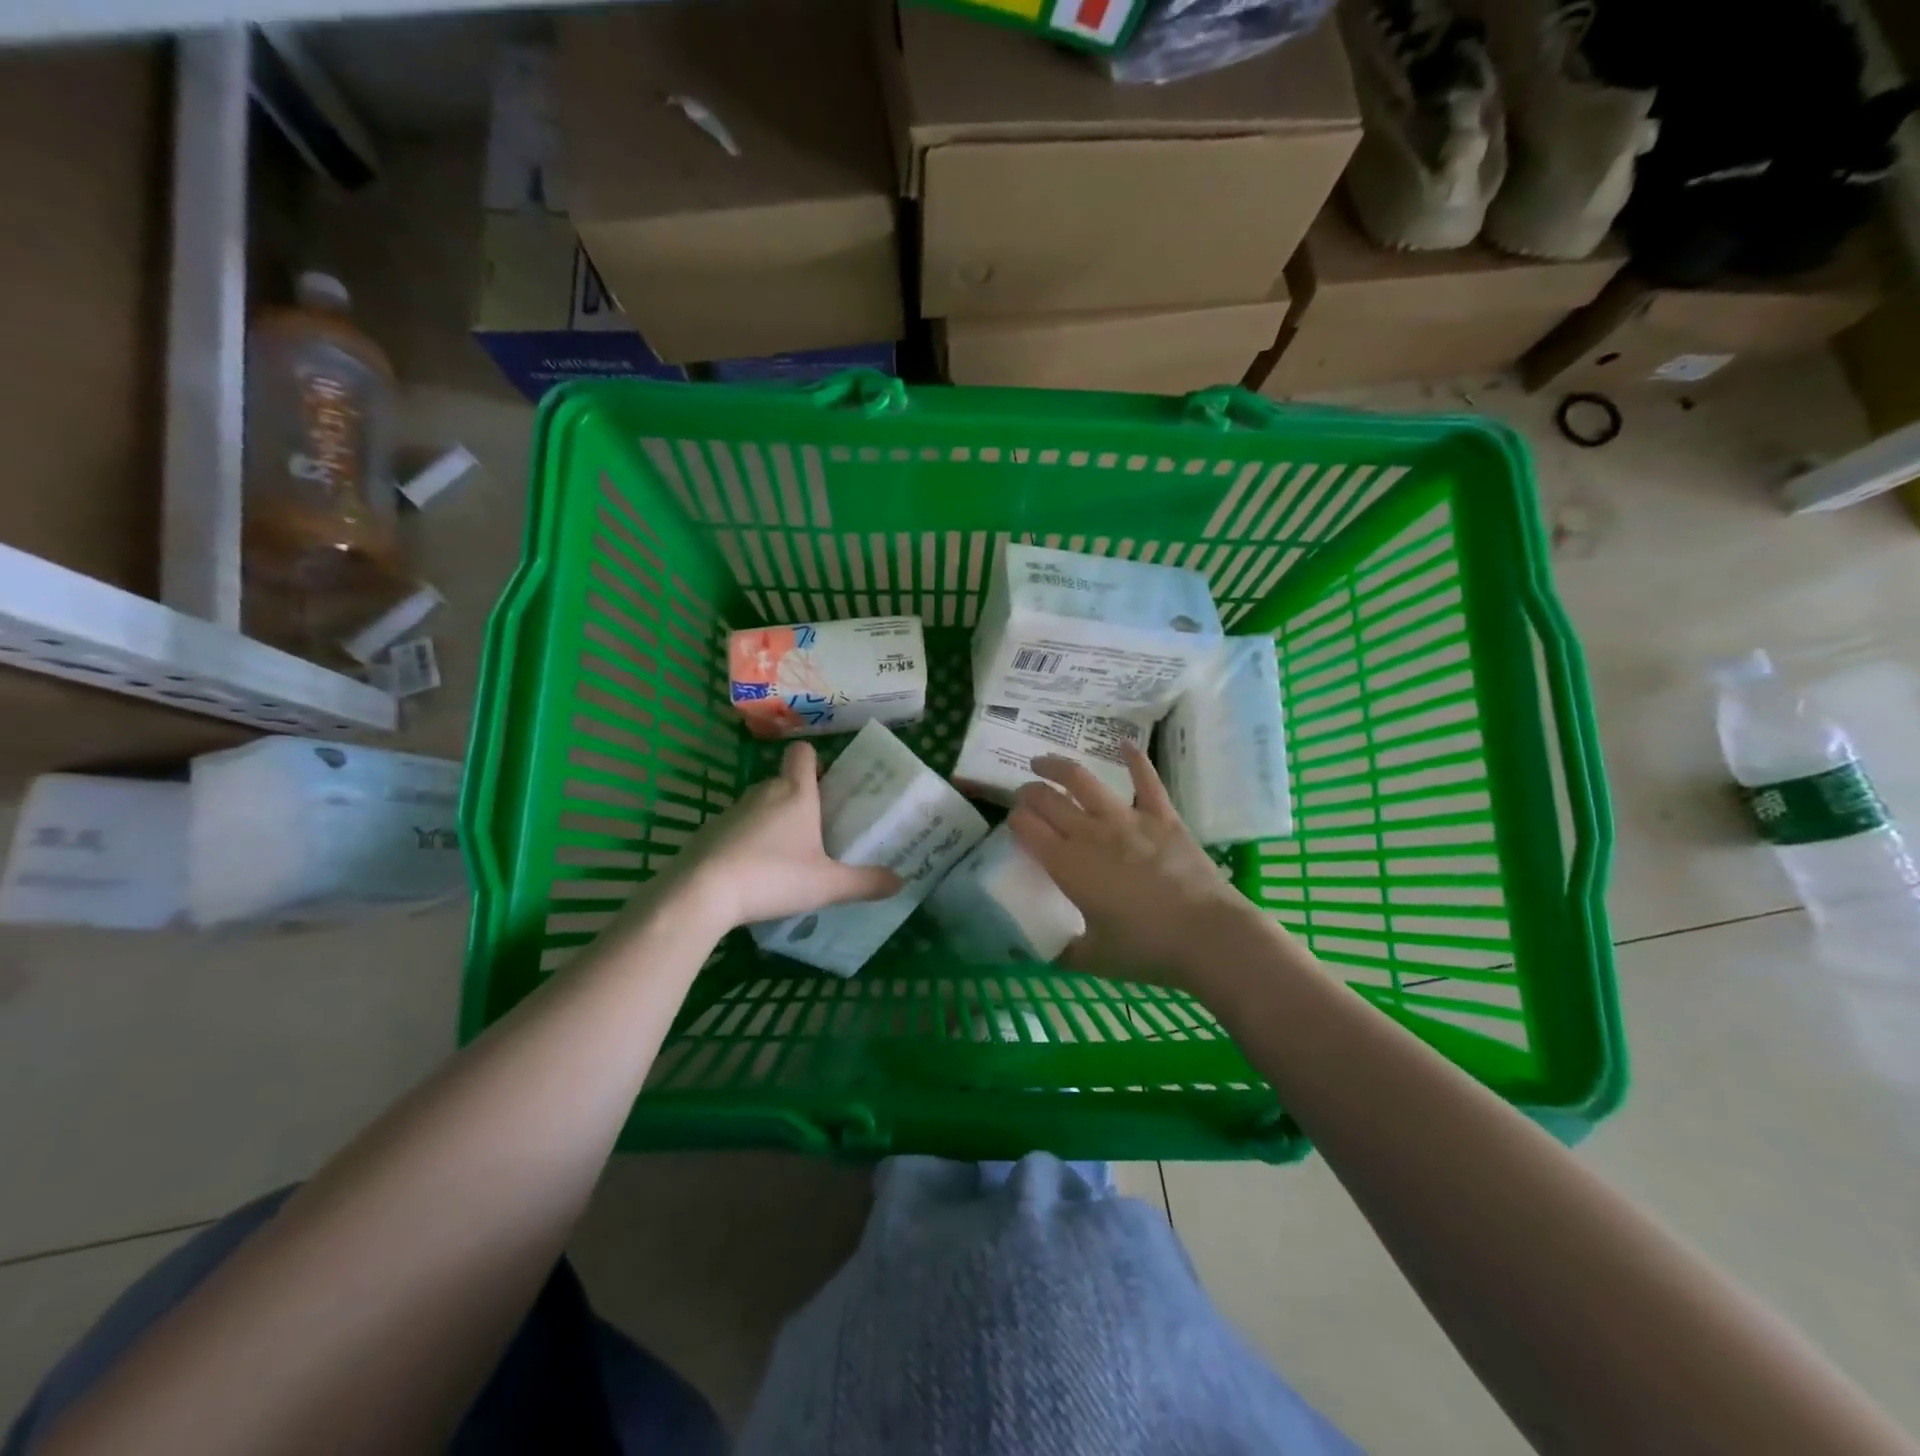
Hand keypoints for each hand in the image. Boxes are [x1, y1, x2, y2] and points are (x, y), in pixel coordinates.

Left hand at [659, 742, 901, 929]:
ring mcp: (731, 812)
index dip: (816, 762)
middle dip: (799, 799)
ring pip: (758, 807)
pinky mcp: (707, 834)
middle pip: (783, 782)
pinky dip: (745, 844)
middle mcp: (763, 793)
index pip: (804, 754)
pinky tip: (752, 875)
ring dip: (771, 823)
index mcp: (796, 793)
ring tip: (785, 857)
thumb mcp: (828, 885)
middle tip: (816, 830)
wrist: (702, 892)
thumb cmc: (774, 876)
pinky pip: (735, 830)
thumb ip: (865, 882)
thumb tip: (900, 882)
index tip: (826, 783)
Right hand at [1008, 745, 1261, 987]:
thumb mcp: (1092, 959)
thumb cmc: (1146, 951)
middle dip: (1028, 792)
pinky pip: (1146, 779)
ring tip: (1044, 761)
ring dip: (1059, 766)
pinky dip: (1134, 758)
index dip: (1014, 819)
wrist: (1207, 936)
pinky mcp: (1161, 816)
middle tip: (1024, 792)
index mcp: (1067, 866)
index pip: (1027, 828)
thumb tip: (1039, 951)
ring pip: (1083, 780)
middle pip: (1047, 799)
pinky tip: (1123, 743)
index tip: (1013, 821)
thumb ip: (1062, 952)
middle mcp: (1090, 834)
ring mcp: (1127, 819)